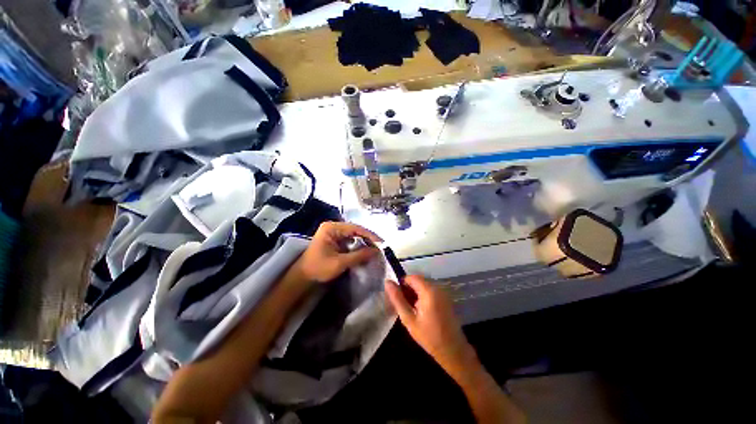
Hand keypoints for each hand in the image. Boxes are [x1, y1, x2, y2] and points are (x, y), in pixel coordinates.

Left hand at [294, 222, 381, 283]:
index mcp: (331, 228)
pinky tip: (366, 251)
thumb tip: (376, 251)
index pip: (355, 228)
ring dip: (364, 242)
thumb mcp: (340, 263)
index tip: (381, 243)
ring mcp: (334, 233)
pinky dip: (358, 246)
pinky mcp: (335, 240)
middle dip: (368, 239)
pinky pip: (350, 240)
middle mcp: (333, 227)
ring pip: (354, 235)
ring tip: (376, 249)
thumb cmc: (318, 268)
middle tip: (380, 247)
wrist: (303, 277)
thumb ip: (359, 256)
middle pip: (355, 230)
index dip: (369, 235)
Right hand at [385, 276, 475, 373]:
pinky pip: (430, 290)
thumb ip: (397, 299)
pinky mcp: (445, 298)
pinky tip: (421, 311)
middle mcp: (437, 287)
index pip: (411, 277)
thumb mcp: (409, 318)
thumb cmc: (429, 336)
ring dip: (415, 293)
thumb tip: (388, 282)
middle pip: (417, 280)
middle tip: (404, 306)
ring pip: (423, 285)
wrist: (453, 351)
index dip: (402, 285)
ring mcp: (443, 292)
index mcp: (428, 290)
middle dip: (408, 289)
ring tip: (411, 310)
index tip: (398, 298)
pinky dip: (423, 296)